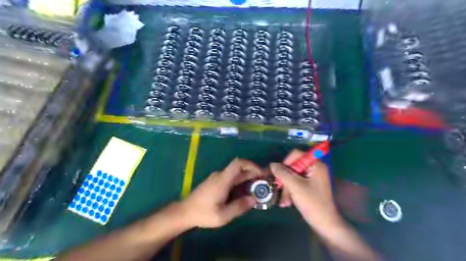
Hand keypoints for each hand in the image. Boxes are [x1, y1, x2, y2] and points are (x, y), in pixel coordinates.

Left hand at [180, 157, 263, 227]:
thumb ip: (239, 207)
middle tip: (264, 182)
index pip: (238, 163)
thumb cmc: (203, 213)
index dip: (252, 165)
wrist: (184, 211)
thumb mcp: (223, 215)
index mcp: (223, 180)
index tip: (261, 173)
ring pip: (235, 173)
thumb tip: (254, 199)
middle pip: (239, 168)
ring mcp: (217, 177)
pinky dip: (240, 181)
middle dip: (253, 173)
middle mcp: (220, 175)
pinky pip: (231, 177)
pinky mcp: (215, 181)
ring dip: (247, 177)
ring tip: (256, 188)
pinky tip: (243, 191)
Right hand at [270, 151, 341, 234]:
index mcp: (315, 165)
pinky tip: (287, 202)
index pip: (296, 154)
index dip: (286, 162)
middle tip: (278, 189)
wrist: (325, 225)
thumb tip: (272, 164)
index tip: (279, 174)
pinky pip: (295, 183)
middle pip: (293, 166)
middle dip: (285, 179)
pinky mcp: (309, 187)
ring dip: (286, 188)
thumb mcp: (295, 187)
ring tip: (283, 202)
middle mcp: (314, 169)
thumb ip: (283, 173)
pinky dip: (290, 191)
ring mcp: (312, 178)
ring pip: (292, 176)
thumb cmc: (313, 203)